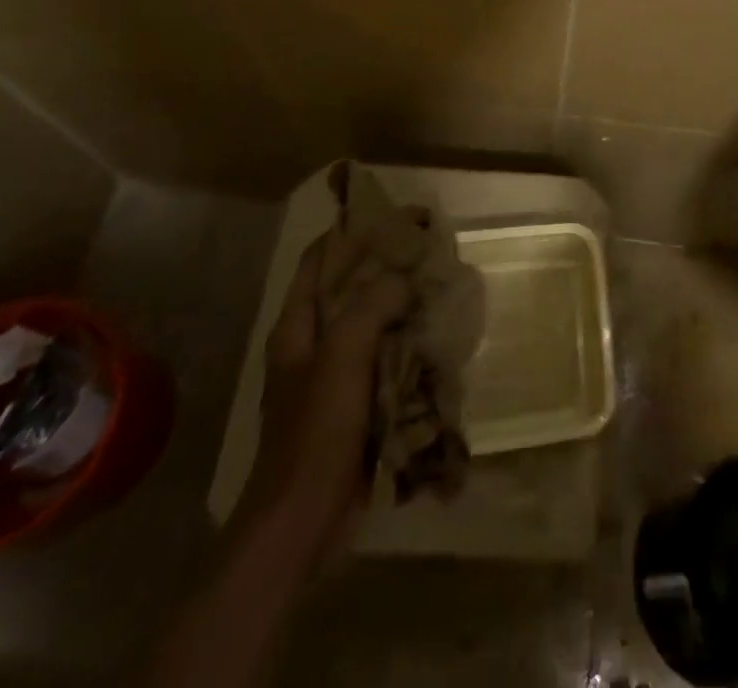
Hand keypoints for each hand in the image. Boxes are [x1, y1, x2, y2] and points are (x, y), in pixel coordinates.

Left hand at [238, 228, 411, 537]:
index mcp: (297, 327)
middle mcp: (313, 344)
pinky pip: (385, 359)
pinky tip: (436, 337)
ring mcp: (334, 376)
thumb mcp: (342, 357)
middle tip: (429, 249)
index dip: (351, 231)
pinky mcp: (355, 404)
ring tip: (440, 286)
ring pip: (372, 324)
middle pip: (350, 289)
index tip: (393, 214)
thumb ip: (372, 306)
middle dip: (386, 267)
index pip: (320, 259)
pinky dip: (408, 344)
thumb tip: (404, 277)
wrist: (303, 523)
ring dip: (402, 306)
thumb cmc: (316, 432)